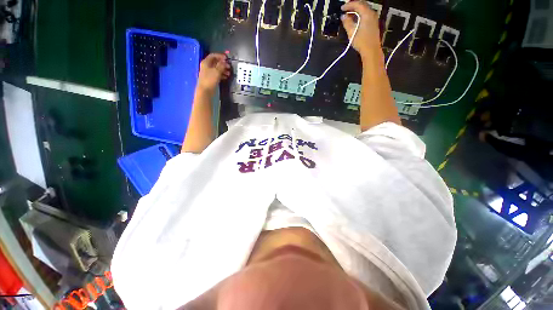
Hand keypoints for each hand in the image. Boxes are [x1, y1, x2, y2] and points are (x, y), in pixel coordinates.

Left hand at [197, 53, 231, 91]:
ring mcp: (208, 73)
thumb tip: (225, 62)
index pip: (213, 55)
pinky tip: (226, 77)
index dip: (220, 56)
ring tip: (229, 73)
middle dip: (223, 64)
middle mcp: (207, 66)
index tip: (227, 58)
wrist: (205, 91)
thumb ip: (221, 65)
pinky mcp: (211, 79)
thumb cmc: (210, 80)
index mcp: (206, 62)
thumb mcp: (217, 71)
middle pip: (215, 62)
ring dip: (223, 70)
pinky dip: (222, 74)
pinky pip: (217, 74)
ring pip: (217, 69)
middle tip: (229, 66)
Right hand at [341, 1, 380, 57]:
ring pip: (364, 10)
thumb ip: (347, 23)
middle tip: (345, 9)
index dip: (349, 5)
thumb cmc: (361, 41)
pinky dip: (359, 15)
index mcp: (366, 13)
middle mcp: (371, 13)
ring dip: (356, 11)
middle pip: (362, 5)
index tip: (342, 8)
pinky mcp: (373, 24)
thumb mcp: (352, 32)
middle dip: (353, 6)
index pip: (357, 4)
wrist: (371, 50)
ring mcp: (374, 18)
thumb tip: (343, 16)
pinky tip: (355, 20)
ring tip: (349, 15)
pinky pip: (366, 14)